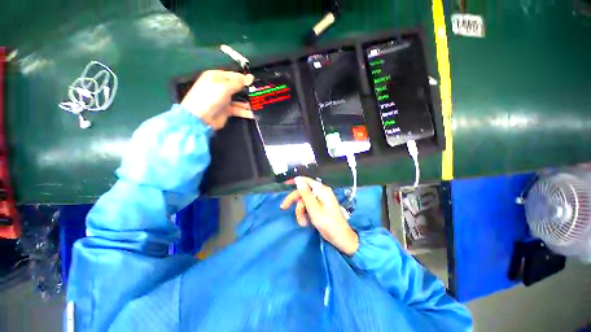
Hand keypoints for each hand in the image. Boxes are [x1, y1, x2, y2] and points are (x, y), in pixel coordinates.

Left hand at [181, 70, 254, 129]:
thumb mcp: (224, 88)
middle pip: (238, 88)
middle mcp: (220, 87)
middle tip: (257, 95)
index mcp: (216, 77)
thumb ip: (238, 83)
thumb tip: (251, 77)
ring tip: (256, 106)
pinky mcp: (227, 110)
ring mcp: (224, 99)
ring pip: (239, 99)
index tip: (255, 83)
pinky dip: (245, 112)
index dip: (244, 79)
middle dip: (247, 92)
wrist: (200, 119)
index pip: (234, 76)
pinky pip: (238, 109)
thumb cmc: (209, 98)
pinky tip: (252, 114)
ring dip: (247, 103)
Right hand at [280, 177, 359, 255]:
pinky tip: (306, 223)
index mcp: (321, 190)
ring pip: (304, 201)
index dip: (294, 181)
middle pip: (303, 193)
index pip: (305, 180)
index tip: (284, 184)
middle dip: (296, 202)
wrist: (341, 238)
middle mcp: (321, 193)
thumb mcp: (314, 208)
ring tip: (303, 222)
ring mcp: (321, 200)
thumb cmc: (328, 223)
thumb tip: (297, 179)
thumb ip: (305, 193)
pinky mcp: (321, 208)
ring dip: (301, 212)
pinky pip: (309, 207)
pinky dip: (305, 214)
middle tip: (284, 208)